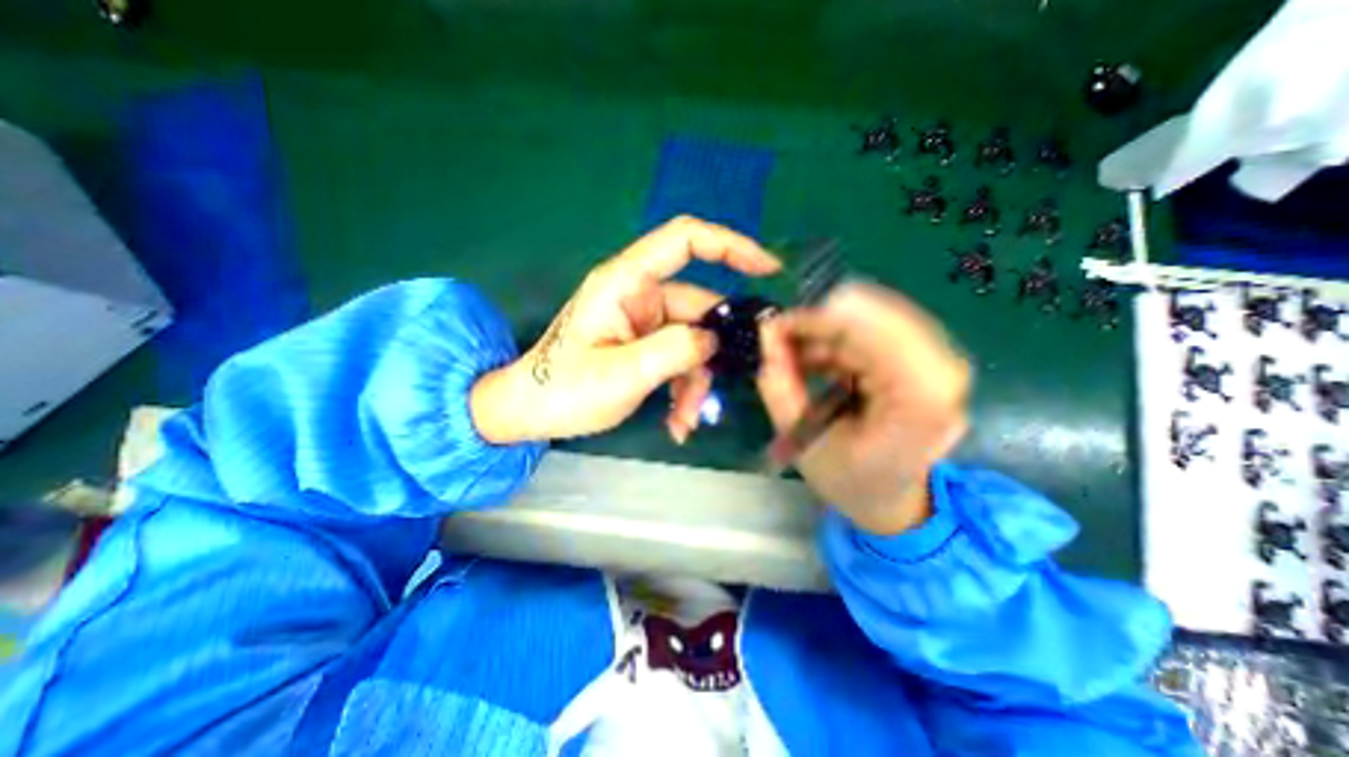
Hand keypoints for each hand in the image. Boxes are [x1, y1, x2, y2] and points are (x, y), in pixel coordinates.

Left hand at [469, 212, 781, 442]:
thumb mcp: (622, 374)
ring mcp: (643, 321)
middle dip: (711, 355)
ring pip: (693, 342)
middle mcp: (639, 295)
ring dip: (695, 382)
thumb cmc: (564, 389)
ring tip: (685, 422)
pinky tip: (677, 421)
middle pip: (698, 310)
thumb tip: (714, 339)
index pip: (685, 240)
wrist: (531, 411)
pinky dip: (683, 388)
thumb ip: (674, 350)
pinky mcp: (644, 343)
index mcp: (626, 283)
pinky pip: (679, 358)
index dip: (730, 245)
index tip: (768, 269)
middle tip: (719, 394)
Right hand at [758, 281, 970, 533]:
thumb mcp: (803, 441)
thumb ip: (780, 385)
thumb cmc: (849, 481)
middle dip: (821, 323)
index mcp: (919, 403)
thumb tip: (767, 332)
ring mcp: (939, 364)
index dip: (820, 321)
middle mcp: (942, 374)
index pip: (873, 333)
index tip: (777, 327)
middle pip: (877, 316)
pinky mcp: (927, 360)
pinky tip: (818, 361)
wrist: (892, 499)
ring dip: (828, 332)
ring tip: (797, 358)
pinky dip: (840, 340)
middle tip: (781, 341)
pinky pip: (877, 328)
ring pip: (875, 316)